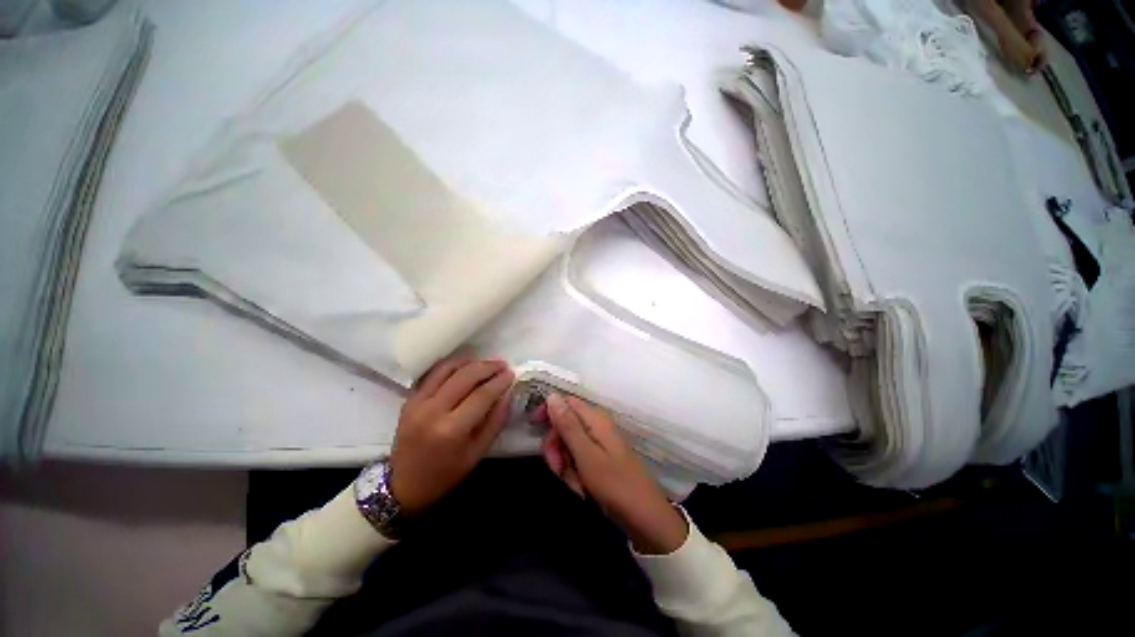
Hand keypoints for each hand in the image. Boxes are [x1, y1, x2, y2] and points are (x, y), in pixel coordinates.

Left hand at [389, 357, 513, 516]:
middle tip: (502, 365)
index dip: (499, 381)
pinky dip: (453, 366)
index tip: (512, 373)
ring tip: (486, 364)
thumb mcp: (477, 453)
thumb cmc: (445, 474)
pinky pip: (434, 374)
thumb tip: (507, 393)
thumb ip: (495, 421)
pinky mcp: (410, 399)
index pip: (481, 395)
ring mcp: (418, 402)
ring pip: (448, 369)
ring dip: (470, 362)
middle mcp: (433, 411)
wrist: (403, 485)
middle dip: (488, 367)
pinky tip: (465, 367)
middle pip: (465, 376)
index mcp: (451, 430)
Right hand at [539, 393, 688, 554]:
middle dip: (556, 447)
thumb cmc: (615, 484)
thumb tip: (552, 395)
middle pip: (564, 425)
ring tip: (575, 485)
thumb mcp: (586, 454)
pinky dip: (574, 473)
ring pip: (568, 445)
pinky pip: (577, 459)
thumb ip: (568, 425)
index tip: (533, 427)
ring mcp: (599, 443)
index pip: (565, 402)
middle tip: (557, 468)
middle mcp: (597, 426)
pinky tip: (581, 489)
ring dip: (565, 465)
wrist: (644, 518)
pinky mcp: (599, 459)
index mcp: (595, 419)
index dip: (548, 411)